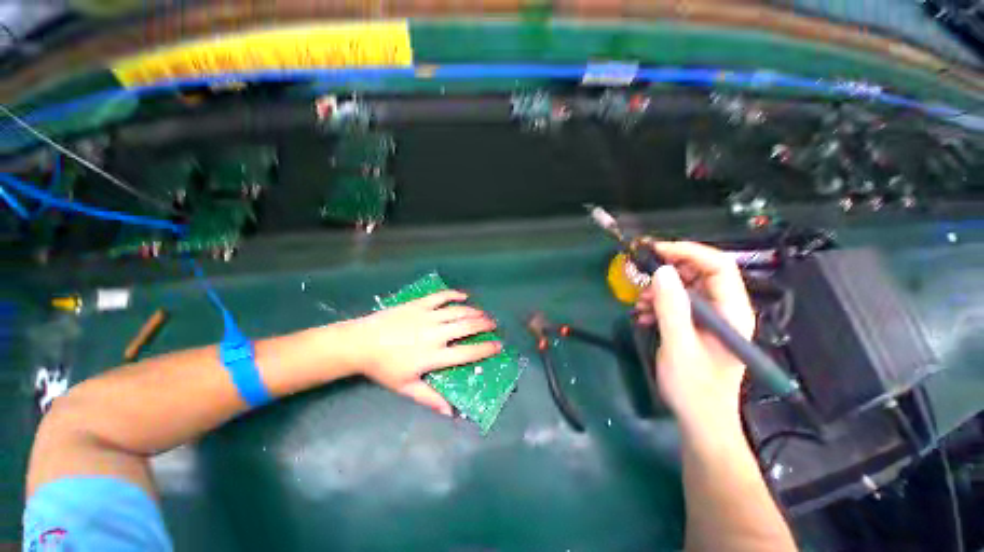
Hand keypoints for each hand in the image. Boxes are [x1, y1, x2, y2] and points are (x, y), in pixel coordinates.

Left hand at [340, 290, 500, 415]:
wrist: (361, 343)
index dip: (485, 349)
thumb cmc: (384, 367)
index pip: (467, 353)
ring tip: (483, 314)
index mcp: (433, 355)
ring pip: (458, 311)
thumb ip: (430, 399)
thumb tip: (450, 412)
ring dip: (474, 311)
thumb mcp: (406, 387)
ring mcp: (427, 316)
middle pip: (467, 327)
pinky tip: (464, 296)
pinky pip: (441, 296)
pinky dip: (454, 295)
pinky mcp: (419, 304)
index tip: (498, 346)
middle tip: (494, 325)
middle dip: (484, 325)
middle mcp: (435, 334)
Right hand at [634, 241, 755, 429]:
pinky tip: (644, 315)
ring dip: (660, 290)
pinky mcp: (697, 326)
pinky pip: (678, 303)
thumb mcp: (679, 346)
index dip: (688, 252)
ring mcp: (711, 319)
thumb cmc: (694, 388)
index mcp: (732, 312)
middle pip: (700, 274)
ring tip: (640, 303)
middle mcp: (725, 310)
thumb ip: (671, 308)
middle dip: (669, 272)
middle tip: (642, 278)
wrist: (700, 420)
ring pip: (686, 288)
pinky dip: (659, 304)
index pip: (718, 266)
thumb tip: (661, 272)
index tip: (655, 251)